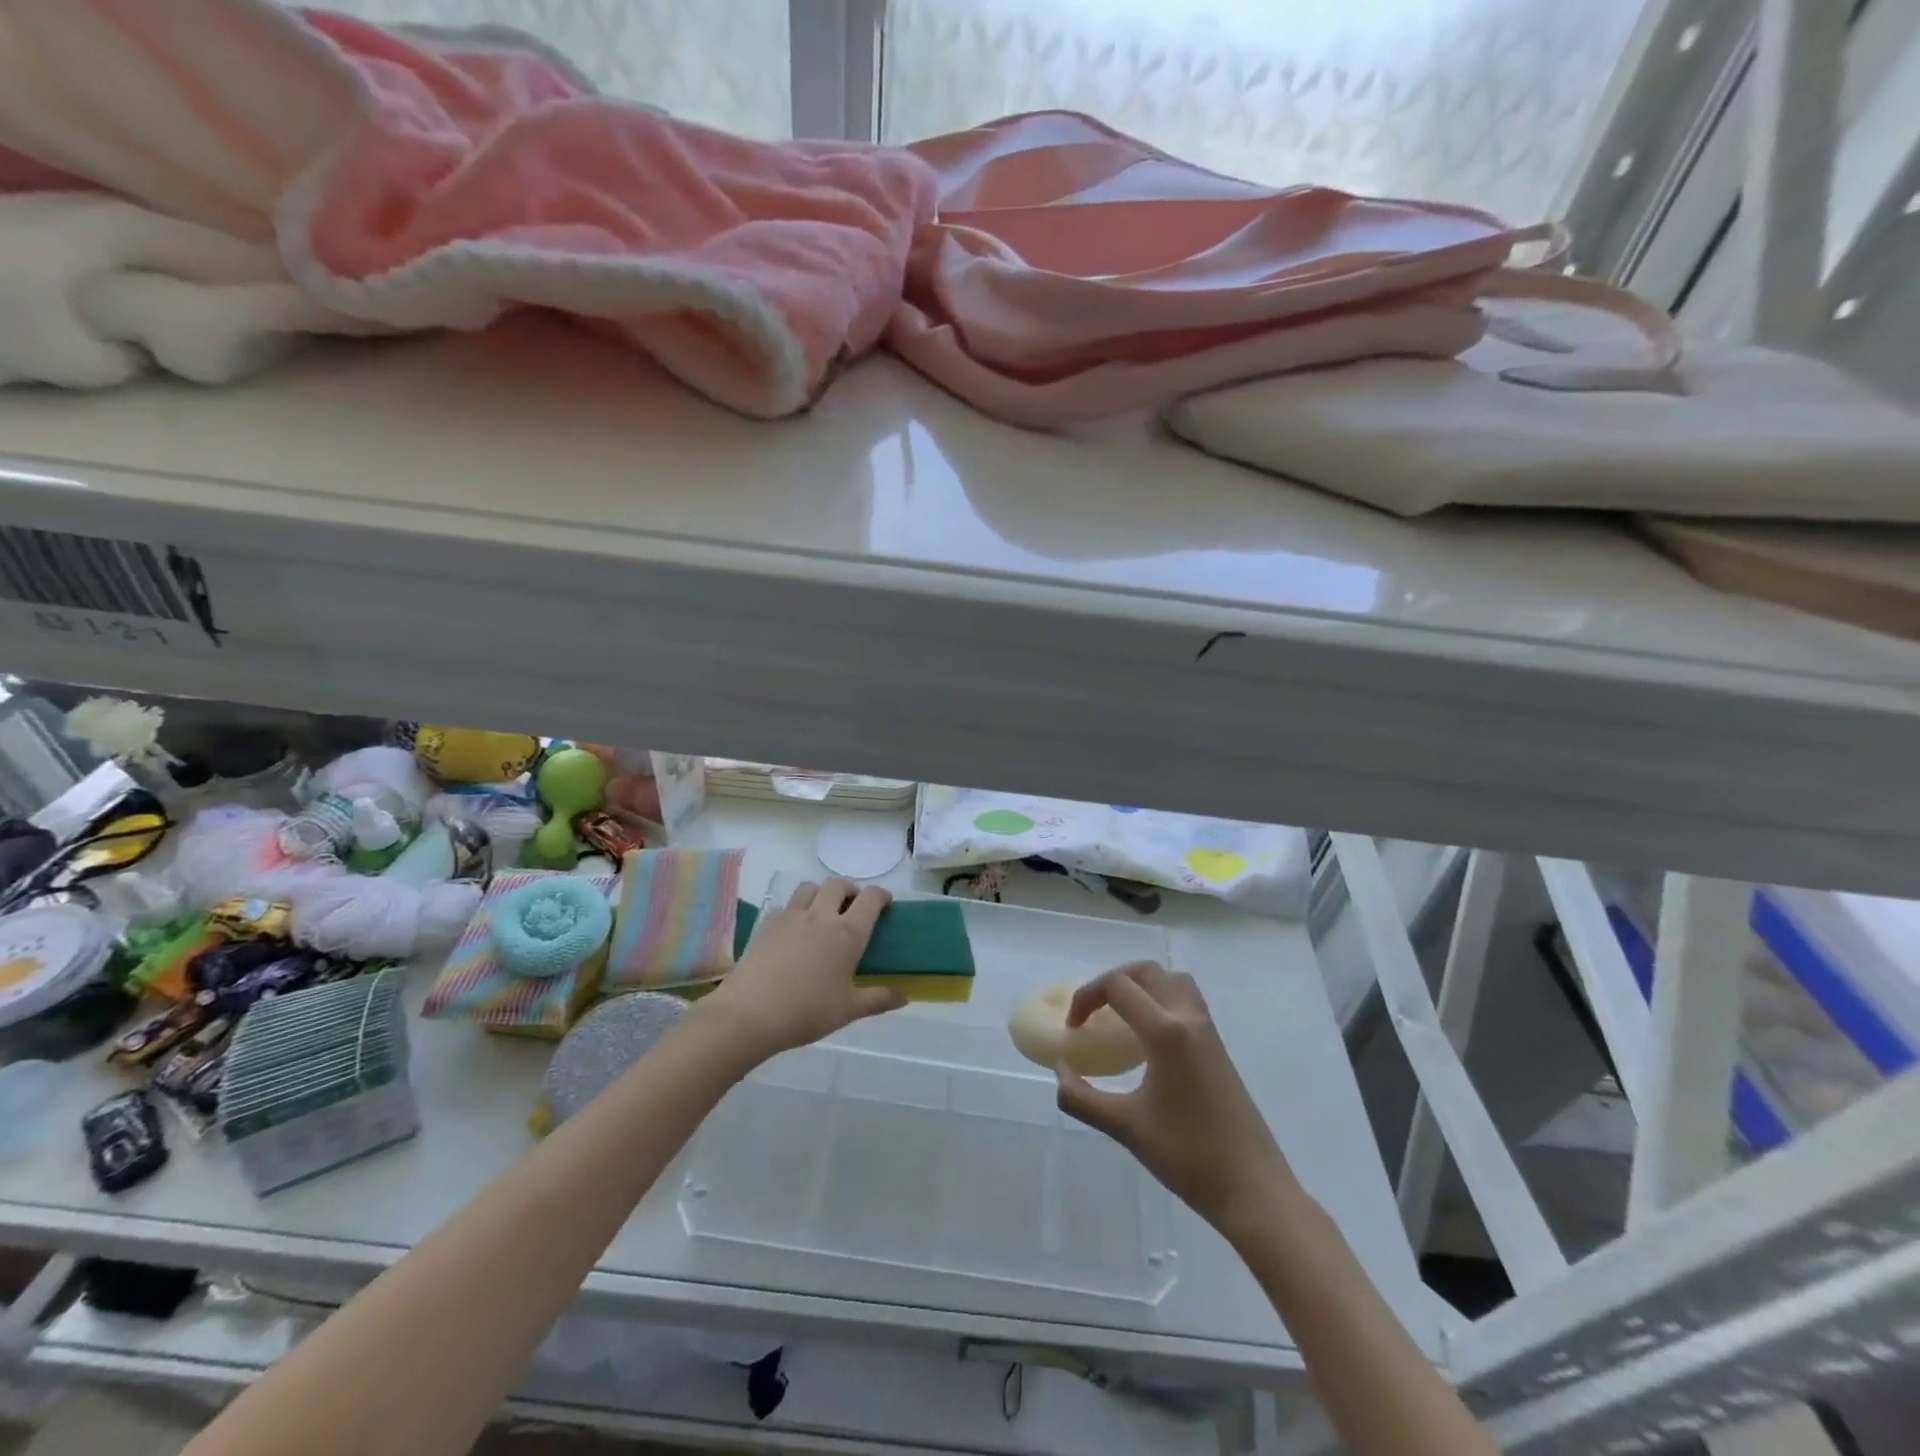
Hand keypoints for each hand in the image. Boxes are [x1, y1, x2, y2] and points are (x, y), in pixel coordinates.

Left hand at [697, 879, 904, 1062]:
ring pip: (810, 887)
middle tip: (853, 907)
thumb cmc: (807, 1011)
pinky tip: (794, 930)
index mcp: (847, 933)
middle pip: (838, 884)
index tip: (885, 903)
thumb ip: (878, 1000)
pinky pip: (787, 906)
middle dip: (850, 890)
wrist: (750, 1013)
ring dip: (821, 893)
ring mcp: (791, 917)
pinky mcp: (767, 924)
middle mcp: (822, 916)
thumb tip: (904, 997)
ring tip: (823, 911)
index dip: (881, 895)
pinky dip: (796, 910)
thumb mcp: (848, 1010)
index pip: (870, 899)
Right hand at [1056, 963, 1292, 1233]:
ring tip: (1119, 1016)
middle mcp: (1189, 1018)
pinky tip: (1147, 1039)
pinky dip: (1160, 1000)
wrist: (1253, 1188)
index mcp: (1166, 1031)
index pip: (1118, 986)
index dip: (1086, 997)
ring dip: (1140, 985)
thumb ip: (1082, 1097)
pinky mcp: (1218, 1046)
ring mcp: (1208, 1030)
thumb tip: (1060, 1070)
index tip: (1072, 1028)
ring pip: (1171, 980)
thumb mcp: (1126, 1128)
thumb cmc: (1188, 1155)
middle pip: (1146, 971)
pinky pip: (1186, 1000)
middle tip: (1091, 1013)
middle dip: (1111, 982)